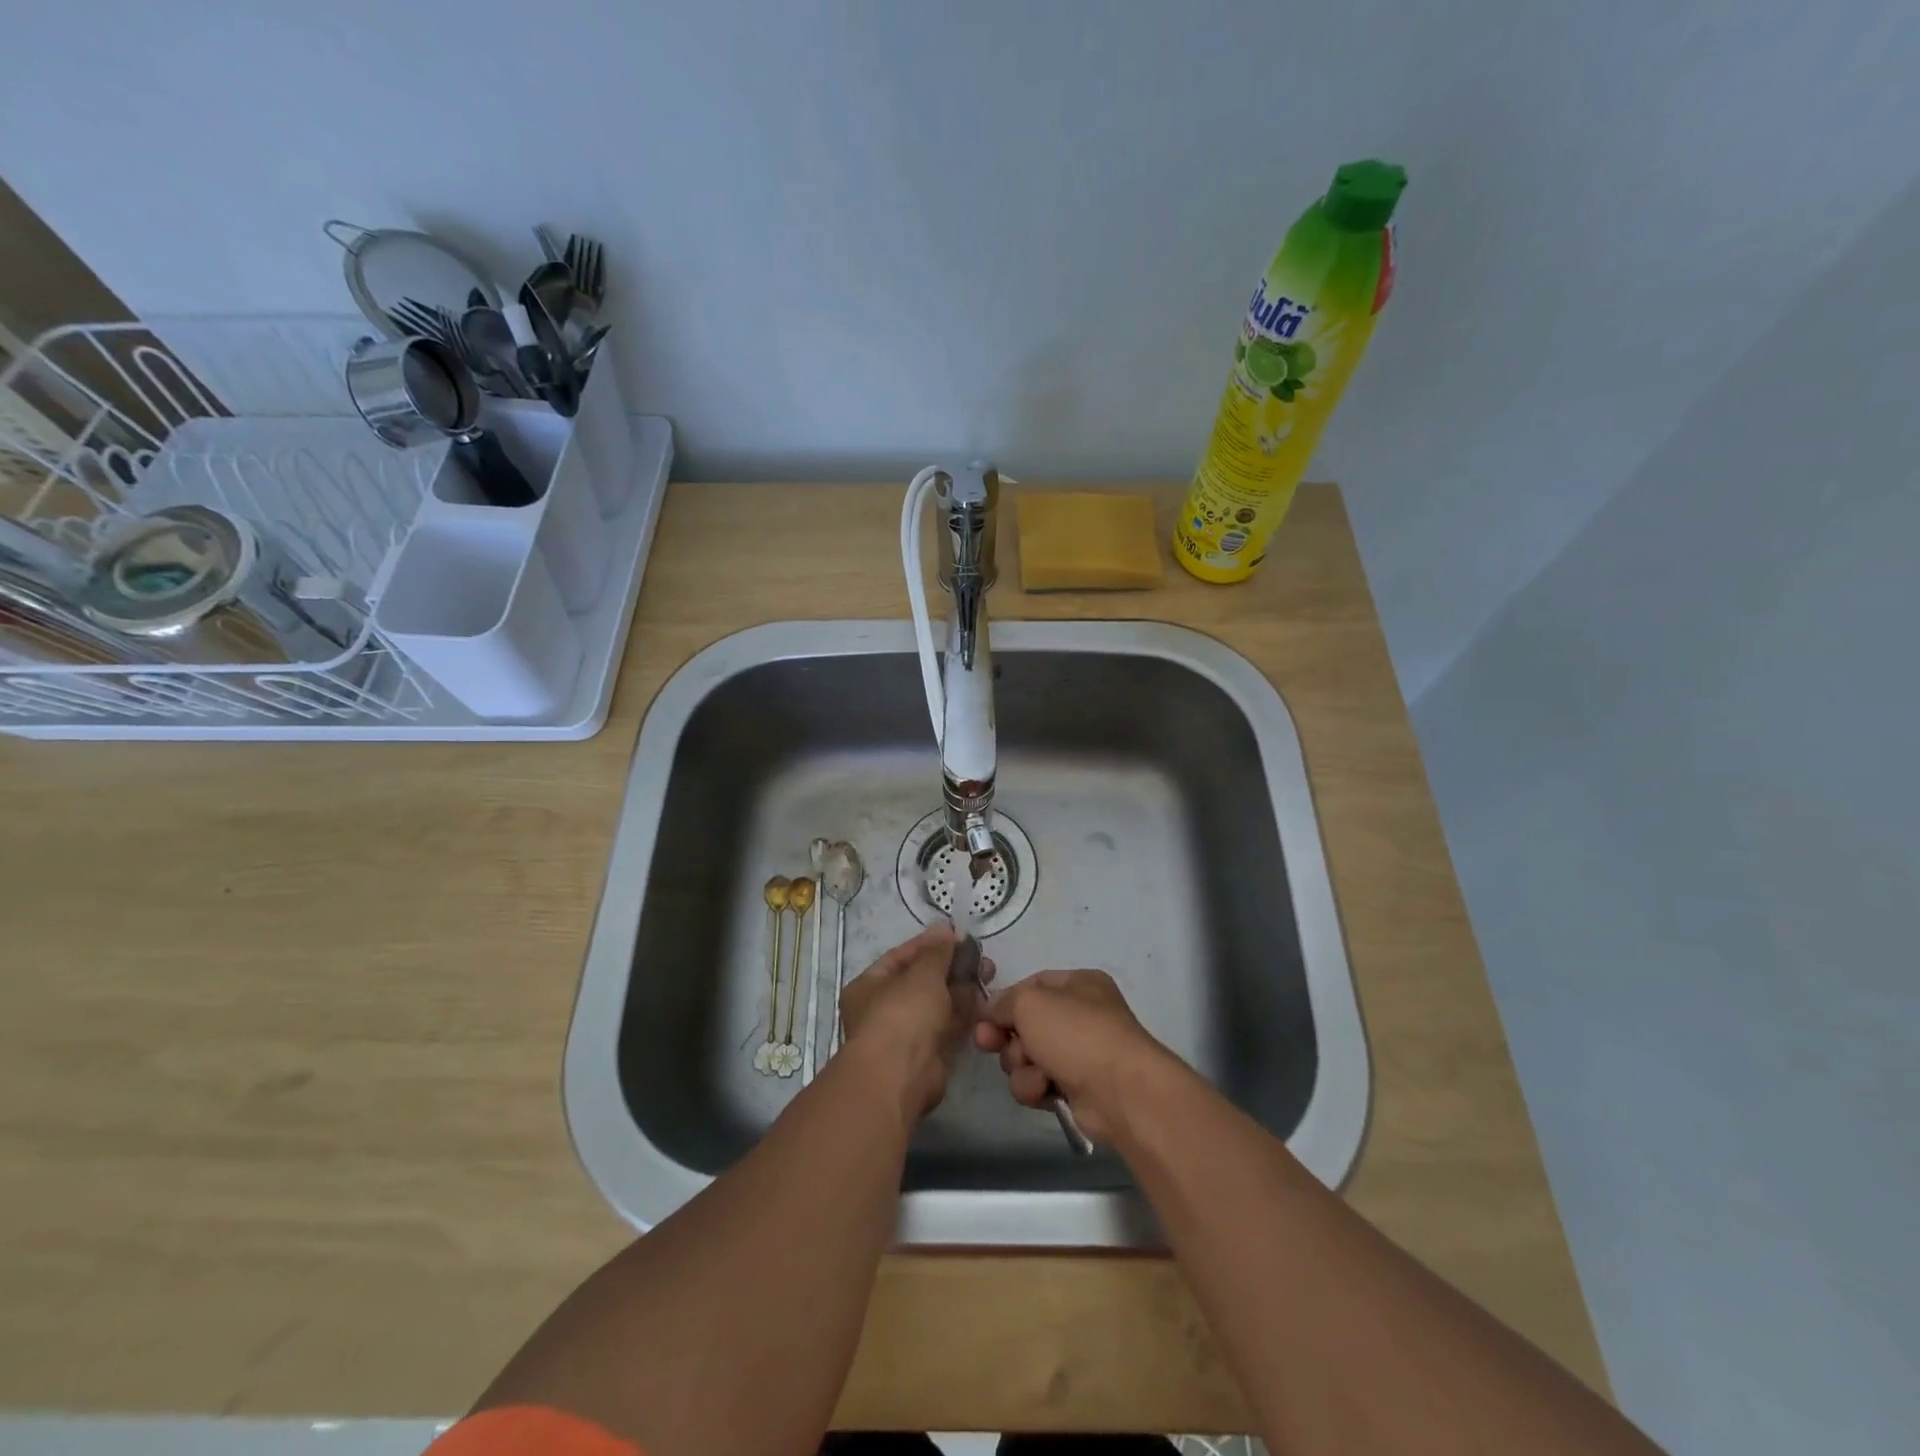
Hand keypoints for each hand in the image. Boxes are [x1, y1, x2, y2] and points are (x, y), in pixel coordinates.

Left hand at [839, 923, 994, 1120]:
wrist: (901, 1075)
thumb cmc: (902, 1013)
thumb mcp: (922, 973)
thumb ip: (937, 951)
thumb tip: (947, 930)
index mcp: (869, 986)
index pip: (901, 957)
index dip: (929, 943)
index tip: (957, 933)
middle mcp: (884, 1008)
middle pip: (922, 980)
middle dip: (951, 966)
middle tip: (980, 954)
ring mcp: (907, 1033)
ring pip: (939, 1003)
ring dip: (962, 987)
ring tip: (989, 970)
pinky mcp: (929, 1053)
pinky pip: (949, 1025)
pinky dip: (965, 1012)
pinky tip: (985, 997)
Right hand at [975, 970, 1167, 1141]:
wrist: (1120, 1092)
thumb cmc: (1076, 1034)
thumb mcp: (1030, 1003)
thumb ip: (1003, 1001)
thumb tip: (991, 1012)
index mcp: (1078, 985)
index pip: (1031, 985)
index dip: (1005, 1001)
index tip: (983, 1018)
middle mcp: (1080, 1016)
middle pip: (1025, 1024)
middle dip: (1007, 1038)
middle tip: (990, 1045)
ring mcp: (1079, 1054)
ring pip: (1027, 1057)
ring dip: (1022, 1066)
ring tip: (1036, 1073)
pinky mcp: (1076, 1089)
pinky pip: (1039, 1083)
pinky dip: (1037, 1087)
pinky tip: (1046, 1091)